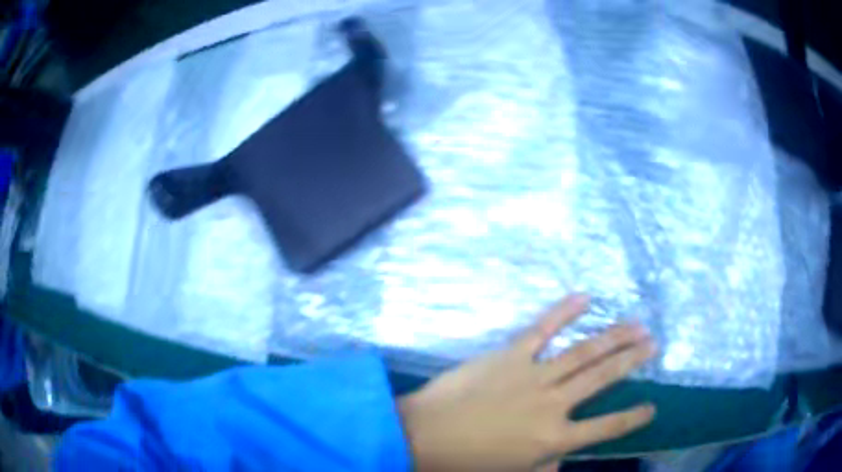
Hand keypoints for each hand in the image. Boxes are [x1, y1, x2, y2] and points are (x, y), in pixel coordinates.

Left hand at [397, 294, 656, 471]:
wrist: (423, 436)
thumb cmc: (466, 463)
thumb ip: (544, 466)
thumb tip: (564, 459)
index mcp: (554, 439)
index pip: (605, 428)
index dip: (632, 418)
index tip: (652, 407)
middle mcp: (553, 405)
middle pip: (602, 379)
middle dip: (631, 361)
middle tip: (653, 345)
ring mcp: (534, 376)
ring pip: (583, 352)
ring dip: (613, 337)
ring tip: (637, 325)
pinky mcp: (511, 355)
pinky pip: (542, 329)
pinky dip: (564, 311)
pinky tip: (584, 298)